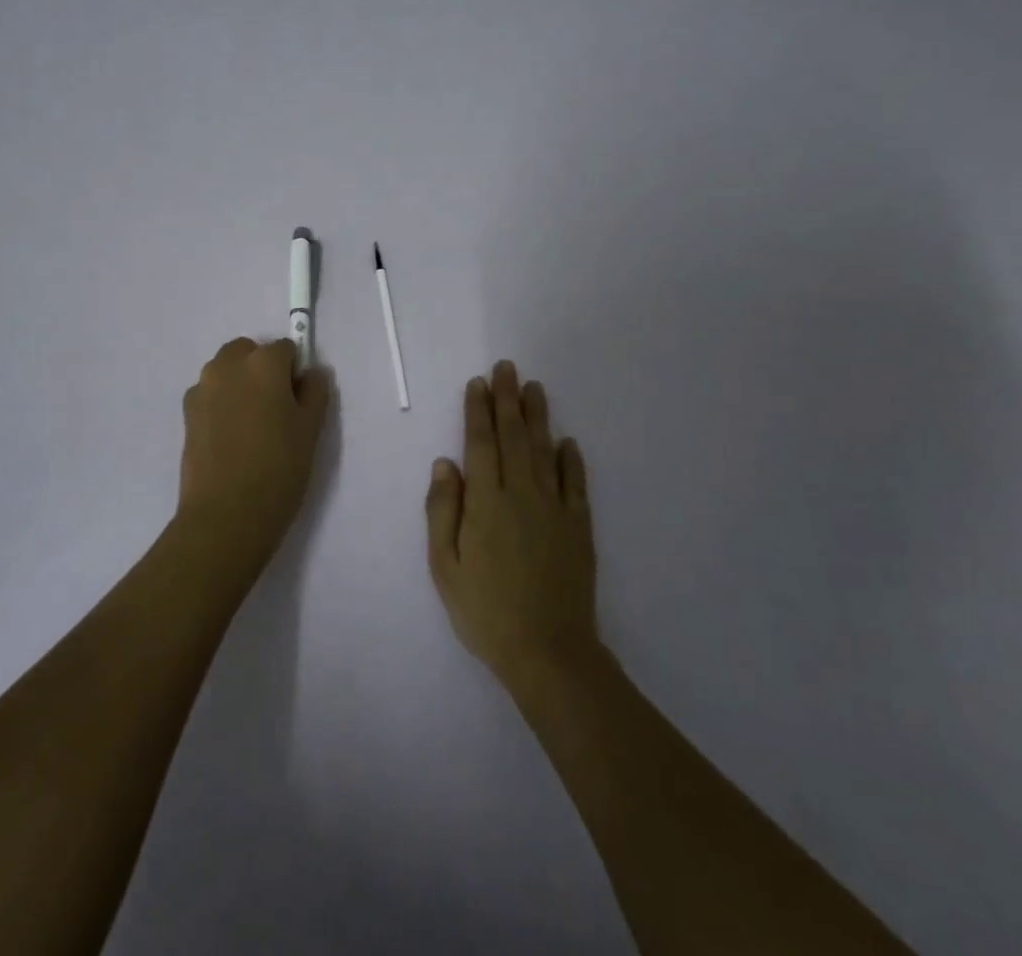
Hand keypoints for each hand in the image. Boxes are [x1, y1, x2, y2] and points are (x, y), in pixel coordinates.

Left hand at [177, 337, 330, 572]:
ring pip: (226, 371)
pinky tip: (230, 438)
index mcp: (263, 363)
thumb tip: (313, 372)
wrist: (226, 514)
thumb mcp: (310, 430)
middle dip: (262, 369)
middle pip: (249, 352)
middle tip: (275, 409)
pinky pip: (210, 394)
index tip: (298, 401)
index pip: (285, 349)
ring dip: (239, 383)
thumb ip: (315, 392)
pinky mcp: (186, 412)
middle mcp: (228, 365)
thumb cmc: (278, 468)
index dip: (294, 372)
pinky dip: (221, 402)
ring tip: (251, 426)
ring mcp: (202, 387)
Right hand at [426, 360, 598, 690]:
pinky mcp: (579, 527)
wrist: (548, 653)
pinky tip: (568, 442)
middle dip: (507, 399)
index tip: (478, 383)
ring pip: (545, 451)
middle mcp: (521, 494)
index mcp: (485, 502)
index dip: (478, 410)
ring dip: (538, 417)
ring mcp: (555, 509)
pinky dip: (571, 460)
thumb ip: (442, 511)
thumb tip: (444, 463)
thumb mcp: (445, 567)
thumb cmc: (485, 611)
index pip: (480, 443)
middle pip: (514, 436)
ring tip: (534, 388)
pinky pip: (575, 484)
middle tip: (507, 367)